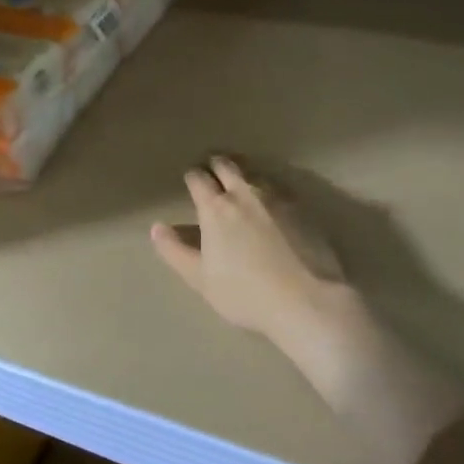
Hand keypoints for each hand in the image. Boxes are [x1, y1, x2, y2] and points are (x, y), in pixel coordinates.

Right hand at [150, 157, 354, 350]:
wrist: (306, 299)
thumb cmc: (245, 294)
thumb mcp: (201, 279)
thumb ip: (175, 251)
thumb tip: (157, 227)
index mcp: (215, 208)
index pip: (197, 178)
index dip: (192, 177)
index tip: (190, 180)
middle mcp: (244, 193)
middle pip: (226, 165)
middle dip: (215, 164)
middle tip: (212, 169)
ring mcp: (276, 196)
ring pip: (253, 172)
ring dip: (242, 171)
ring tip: (240, 178)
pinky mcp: (302, 206)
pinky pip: (278, 185)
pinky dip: (267, 186)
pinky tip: (270, 198)